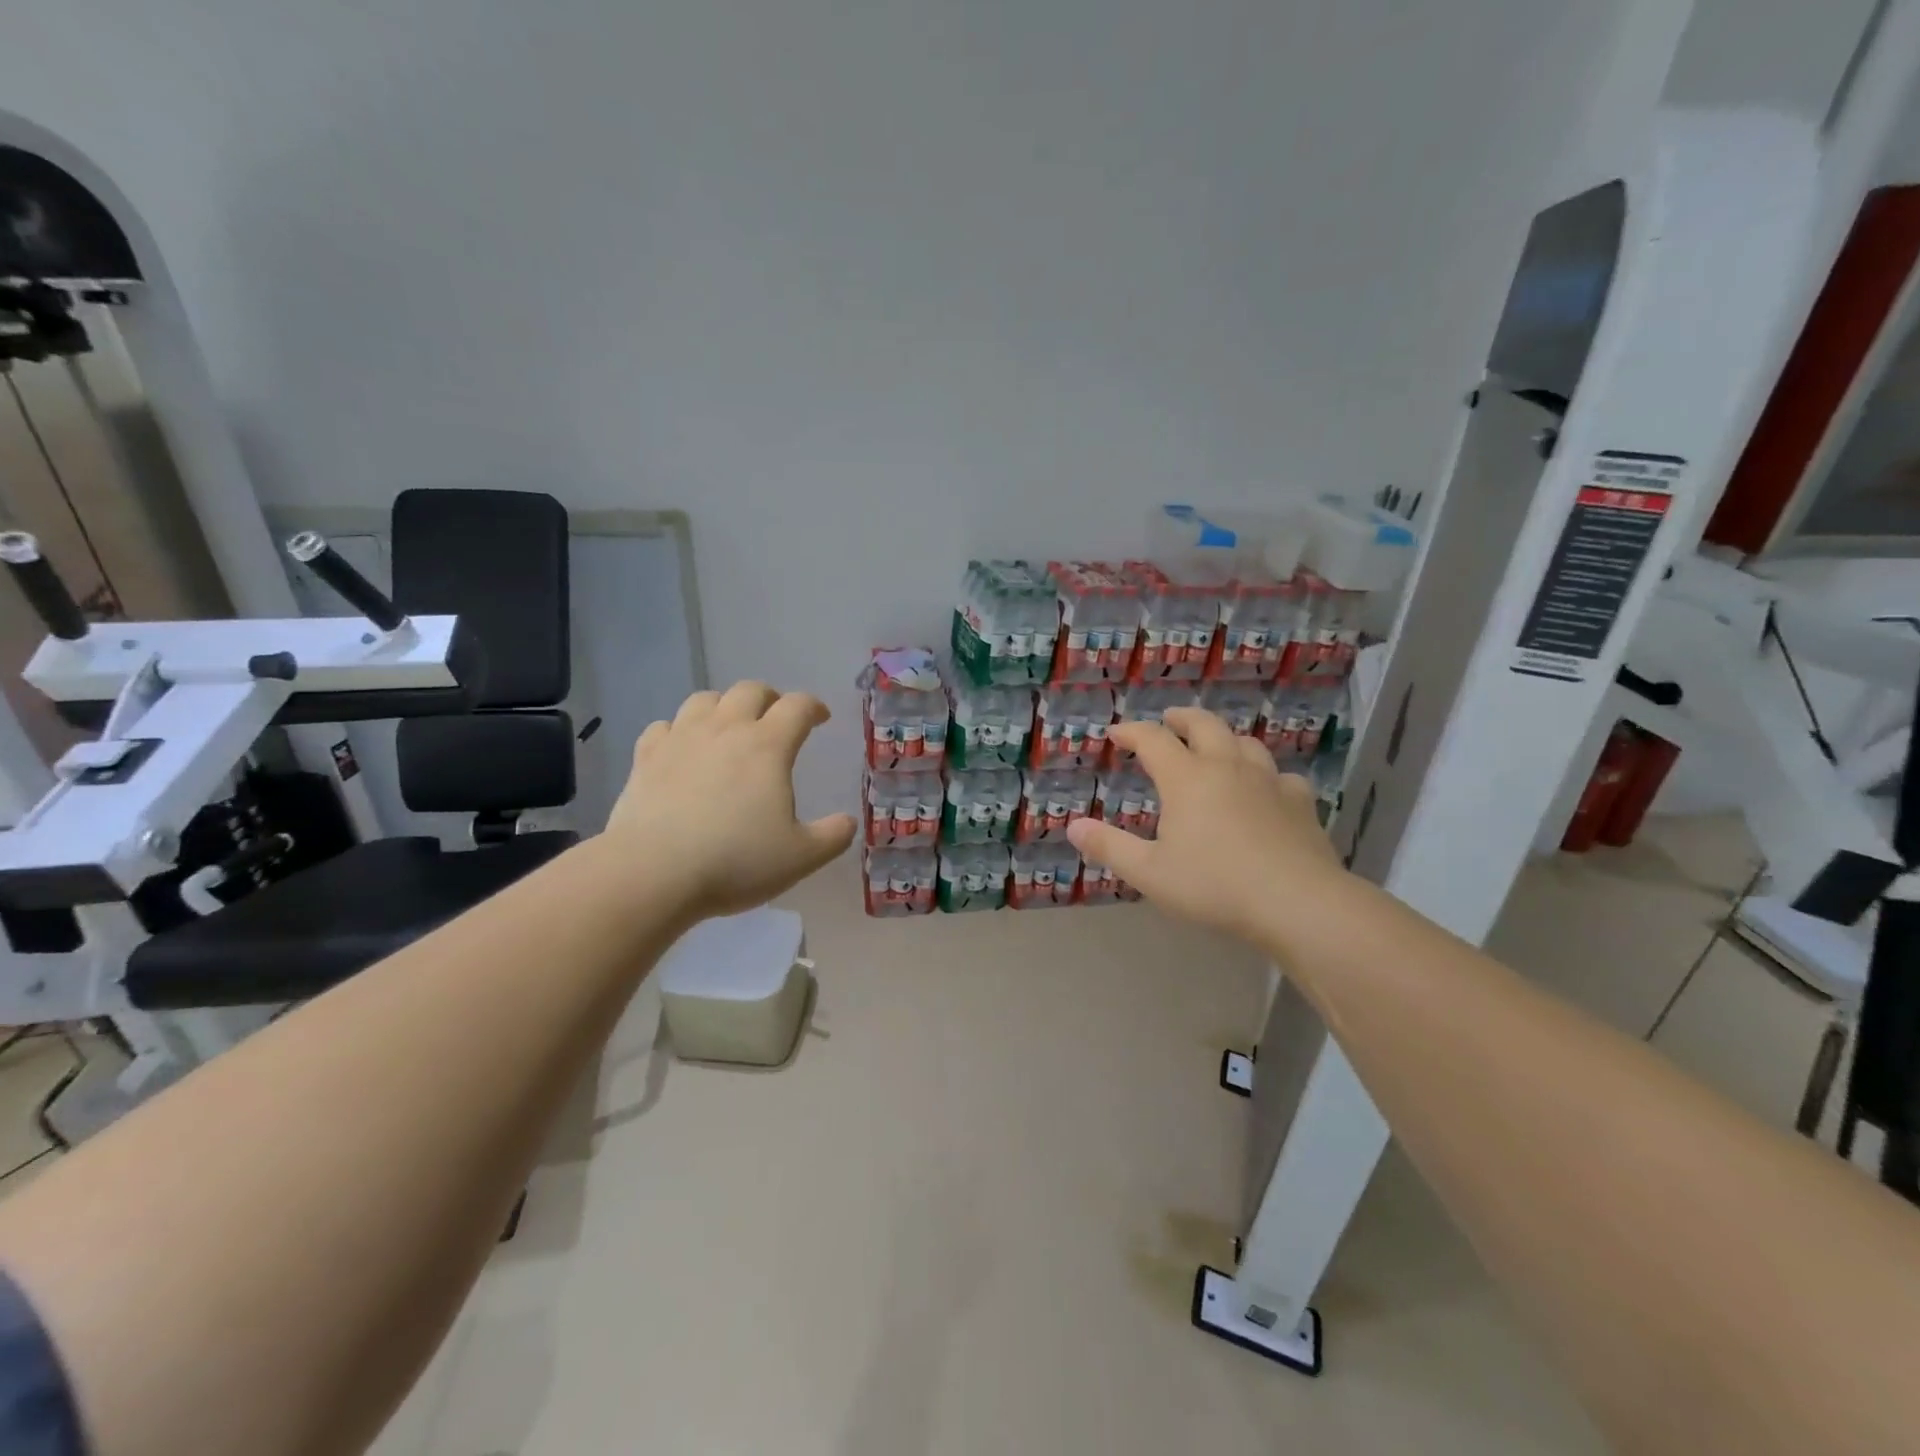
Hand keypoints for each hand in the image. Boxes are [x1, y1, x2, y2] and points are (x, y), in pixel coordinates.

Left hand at [604, 682, 856, 921]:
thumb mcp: (800, 857)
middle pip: (750, 690)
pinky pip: (664, 726)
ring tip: (729, 726)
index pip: (797, 706)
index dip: (814, 707)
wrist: (652, 873)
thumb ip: (832, 836)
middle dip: (769, 698)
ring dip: (723, 706)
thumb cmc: (735, 861)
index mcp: (768, 745)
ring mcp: (681, 739)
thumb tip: (848, 822)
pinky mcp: (646, 757)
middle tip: (776, 718)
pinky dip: (679, 730)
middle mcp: (725, 729)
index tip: (820, 718)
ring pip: (704, 699)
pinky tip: (682, 748)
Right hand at [1066, 707, 1345, 943]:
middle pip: (1204, 724)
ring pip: (1245, 742)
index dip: (1131, 732)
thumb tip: (1073, 826)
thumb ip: (1109, 847)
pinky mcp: (1300, 802)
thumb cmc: (1214, 885)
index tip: (1116, 733)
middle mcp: (1227, 767)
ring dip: (1224, 738)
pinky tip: (1265, 789)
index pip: (1153, 739)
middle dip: (1181, 718)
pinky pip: (1280, 775)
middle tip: (1168, 720)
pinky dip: (1265, 774)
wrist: (1297, 902)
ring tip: (1214, 748)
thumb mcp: (1149, 872)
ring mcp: (1268, 781)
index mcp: (1187, 778)